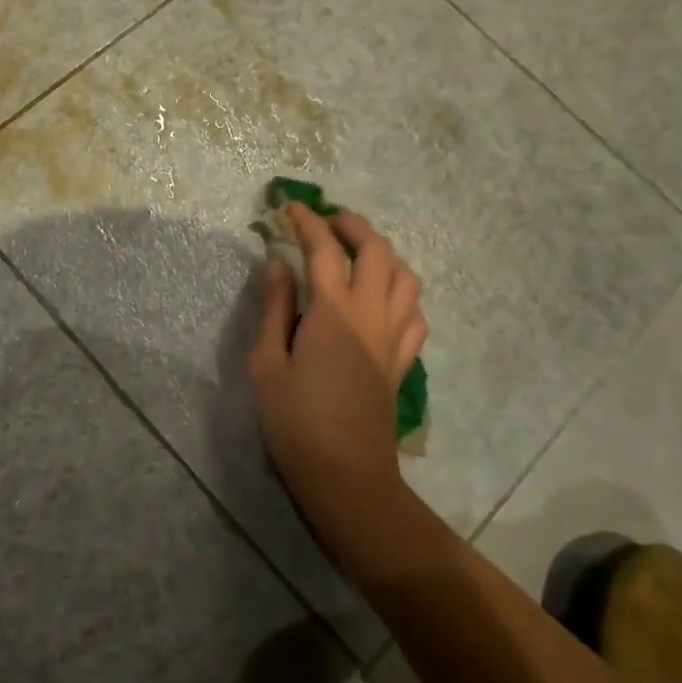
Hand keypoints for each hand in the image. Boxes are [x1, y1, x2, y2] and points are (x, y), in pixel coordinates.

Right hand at [247, 205, 426, 567]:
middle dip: (353, 225)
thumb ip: (274, 309)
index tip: (290, 207)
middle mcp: (372, 314)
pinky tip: (380, 298)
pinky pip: (415, 312)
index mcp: (334, 312)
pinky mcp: (404, 360)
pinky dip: (400, 292)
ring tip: (356, 253)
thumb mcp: (266, 362)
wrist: (346, 475)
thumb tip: (277, 265)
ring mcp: (395, 337)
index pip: (324, 249)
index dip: (308, 222)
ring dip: (383, 254)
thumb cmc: (295, 420)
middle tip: (327, 221)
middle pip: (377, 251)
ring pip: (406, 276)